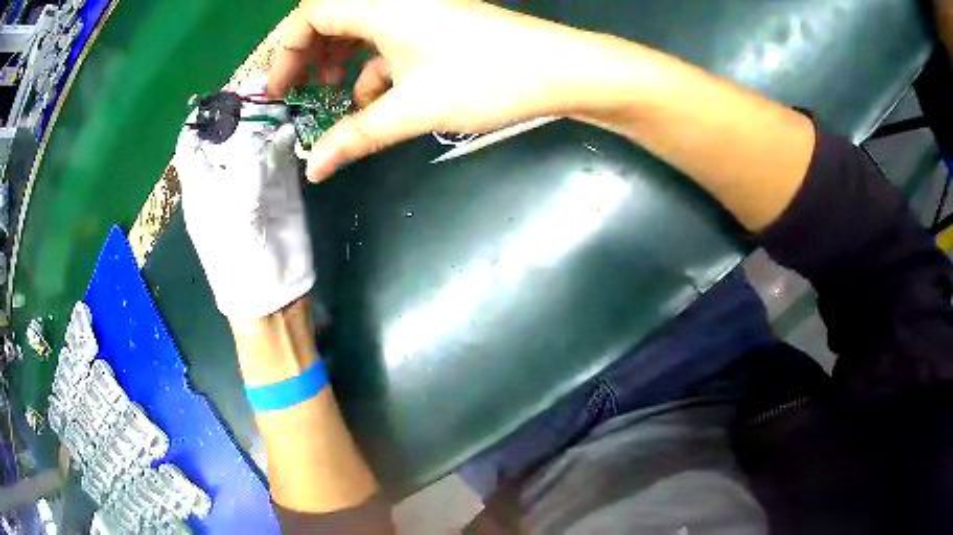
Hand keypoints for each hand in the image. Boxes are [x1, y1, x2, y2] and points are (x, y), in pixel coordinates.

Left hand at [173, 102, 314, 318]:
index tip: (220, 96)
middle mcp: (224, 174)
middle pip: (227, 133)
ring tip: (279, 95)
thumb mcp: (233, 203)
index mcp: (200, 181)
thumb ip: (245, 160)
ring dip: (266, 118)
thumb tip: (260, 125)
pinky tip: (291, 123)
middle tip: (259, 83)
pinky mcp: (280, 185)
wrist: (271, 289)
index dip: (202, 117)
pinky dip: (286, 136)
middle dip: (240, 109)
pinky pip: (281, 152)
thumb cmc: (237, 253)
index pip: (192, 141)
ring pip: (256, 138)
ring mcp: (253, 178)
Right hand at [270, 0, 627, 181]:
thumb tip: (314, 170)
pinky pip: (389, 40)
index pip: (311, 15)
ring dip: (339, 61)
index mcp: (381, 4)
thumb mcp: (412, 109)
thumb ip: (355, 136)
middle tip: (297, 94)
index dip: (286, 52)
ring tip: (328, 97)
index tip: (278, 92)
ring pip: (360, 30)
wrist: (560, 71)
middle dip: (308, 56)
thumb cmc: (485, 79)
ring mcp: (418, 11)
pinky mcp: (436, 27)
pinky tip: (372, 98)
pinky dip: (373, 66)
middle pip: (332, 18)